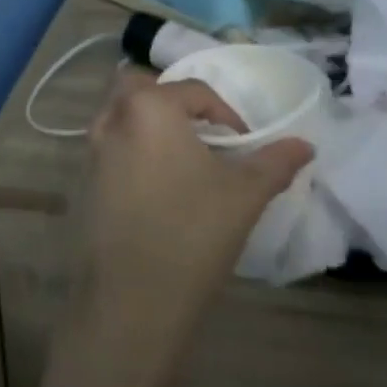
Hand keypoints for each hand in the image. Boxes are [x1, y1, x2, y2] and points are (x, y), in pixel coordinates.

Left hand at [60, 71, 311, 386]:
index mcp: (149, 107)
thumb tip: (305, 144)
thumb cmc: (192, 233)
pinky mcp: (81, 182)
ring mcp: (90, 151)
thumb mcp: (244, 194)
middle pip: (139, 87)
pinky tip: (156, 187)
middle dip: (171, 99)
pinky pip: (108, 147)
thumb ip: (274, 162)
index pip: (193, 90)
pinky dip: (131, 150)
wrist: (131, 299)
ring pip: (118, 115)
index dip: (226, 113)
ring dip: (147, 123)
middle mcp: (112, 119)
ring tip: (182, 158)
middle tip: (201, 131)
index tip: (245, 144)